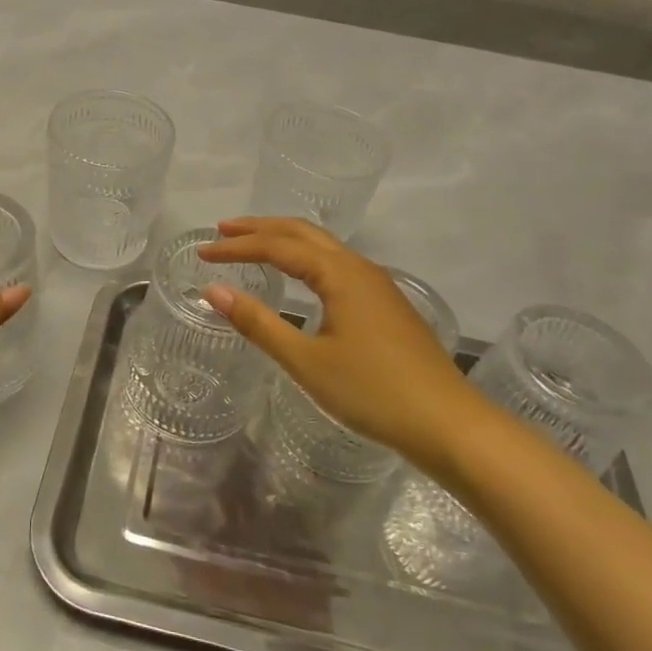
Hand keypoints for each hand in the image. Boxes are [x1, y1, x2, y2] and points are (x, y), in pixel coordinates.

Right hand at [197, 218, 480, 476]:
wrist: (448, 422)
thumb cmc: (372, 391)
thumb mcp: (306, 360)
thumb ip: (258, 322)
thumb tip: (213, 290)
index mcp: (339, 273)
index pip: (277, 246)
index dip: (237, 247)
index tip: (202, 253)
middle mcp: (359, 267)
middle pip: (302, 232)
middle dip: (260, 228)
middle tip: (222, 230)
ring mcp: (376, 284)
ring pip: (323, 245)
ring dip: (284, 239)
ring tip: (252, 243)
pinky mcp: (385, 303)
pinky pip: (336, 262)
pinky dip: (305, 256)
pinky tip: (299, 275)